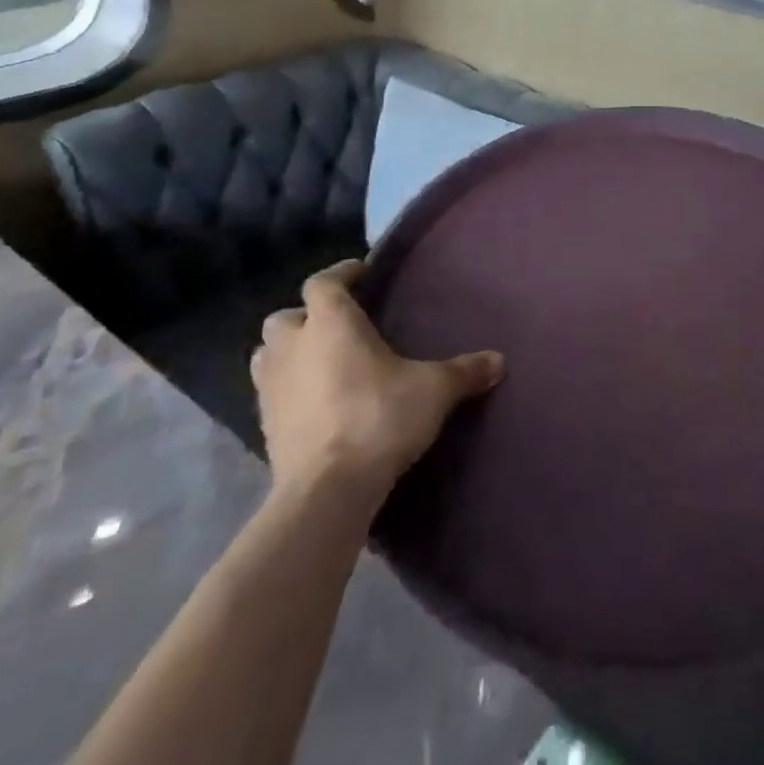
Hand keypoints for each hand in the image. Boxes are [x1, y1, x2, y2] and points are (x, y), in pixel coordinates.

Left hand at [251, 261, 504, 492]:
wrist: (327, 491)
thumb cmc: (379, 418)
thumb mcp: (434, 391)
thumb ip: (464, 371)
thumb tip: (499, 361)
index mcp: (331, 323)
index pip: (324, 282)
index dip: (341, 274)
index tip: (361, 273)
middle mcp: (294, 347)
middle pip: (285, 317)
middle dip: (306, 316)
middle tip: (337, 324)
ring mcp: (272, 389)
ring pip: (268, 355)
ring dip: (288, 352)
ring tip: (318, 361)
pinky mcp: (264, 428)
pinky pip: (270, 395)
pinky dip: (287, 391)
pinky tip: (314, 403)